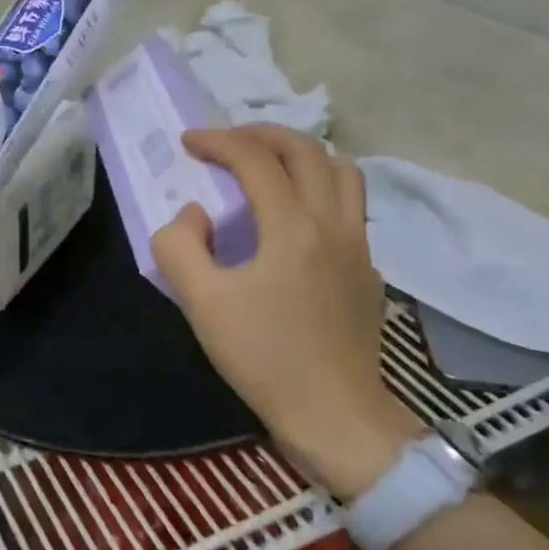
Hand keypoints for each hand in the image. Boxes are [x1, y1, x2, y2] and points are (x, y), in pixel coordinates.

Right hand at [151, 125, 423, 498]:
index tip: (187, 142)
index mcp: (293, 227)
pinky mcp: (367, 271)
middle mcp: (333, 224)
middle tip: (226, 141)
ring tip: (267, 165)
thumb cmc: (264, 358)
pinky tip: (295, 217)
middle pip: (307, 150)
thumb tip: (194, 214)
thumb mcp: (201, 303)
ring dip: (301, 154)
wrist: (334, 416)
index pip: (255, 160)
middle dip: (261, 134)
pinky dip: (319, 188)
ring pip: (341, 172)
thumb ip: (180, 246)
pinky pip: (349, 206)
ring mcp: (358, 246)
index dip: (217, 141)